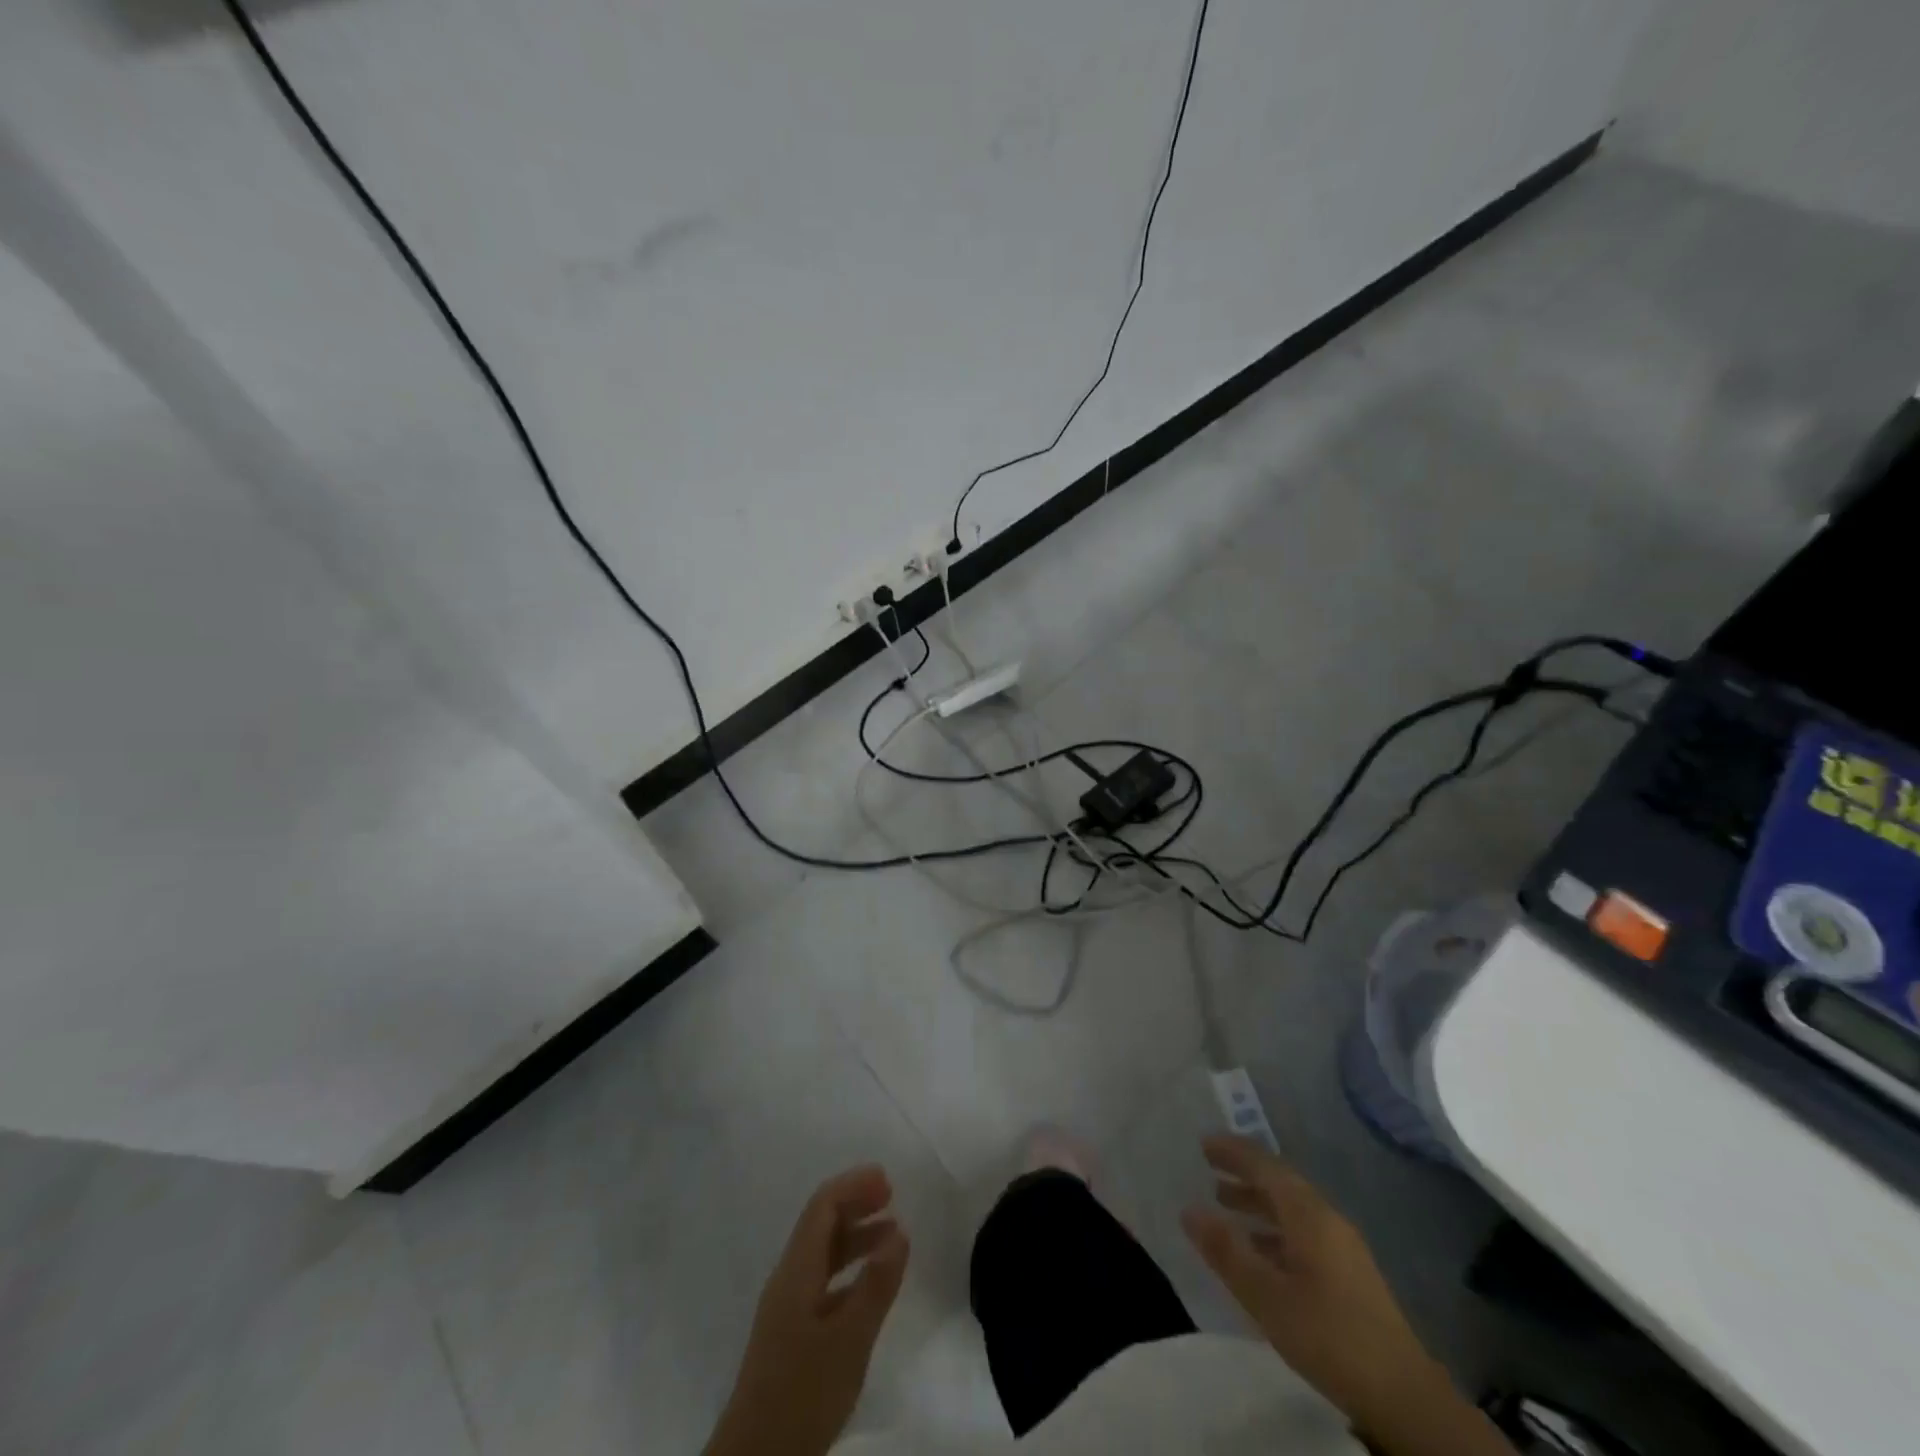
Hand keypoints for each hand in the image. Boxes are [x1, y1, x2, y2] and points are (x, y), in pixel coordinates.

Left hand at [705, 1166, 909, 1455]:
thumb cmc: (802, 1392)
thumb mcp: (849, 1339)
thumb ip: (876, 1284)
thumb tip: (900, 1229)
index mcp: (796, 1270)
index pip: (822, 1207)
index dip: (853, 1185)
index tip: (887, 1179)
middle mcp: (788, 1279)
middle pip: (821, 1225)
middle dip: (855, 1203)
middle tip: (892, 1196)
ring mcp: (787, 1308)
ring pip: (823, 1254)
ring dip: (856, 1237)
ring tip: (892, 1235)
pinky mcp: (791, 1335)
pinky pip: (824, 1281)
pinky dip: (850, 1269)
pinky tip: (870, 1285)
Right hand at [1182, 1136, 1479, 1449]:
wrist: (1404, 1396)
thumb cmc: (1329, 1337)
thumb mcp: (1266, 1297)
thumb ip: (1226, 1252)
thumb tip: (1188, 1210)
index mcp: (1308, 1214)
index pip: (1265, 1166)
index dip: (1234, 1152)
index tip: (1203, 1143)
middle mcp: (1327, 1219)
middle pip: (1280, 1182)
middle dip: (1244, 1173)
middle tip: (1208, 1168)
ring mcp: (1342, 1246)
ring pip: (1291, 1208)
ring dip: (1258, 1201)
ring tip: (1224, 1204)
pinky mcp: (1349, 1273)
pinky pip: (1302, 1231)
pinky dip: (1273, 1228)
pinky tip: (1258, 1250)